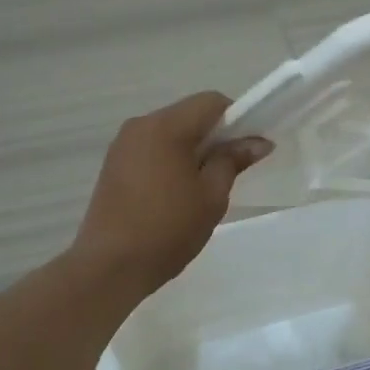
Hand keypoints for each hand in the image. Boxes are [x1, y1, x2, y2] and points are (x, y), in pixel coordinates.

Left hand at [74, 92, 272, 295]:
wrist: (110, 266)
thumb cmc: (168, 229)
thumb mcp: (211, 196)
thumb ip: (233, 161)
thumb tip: (258, 142)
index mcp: (165, 126)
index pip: (211, 102)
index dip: (237, 120)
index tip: (247, 150)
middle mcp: (139, 125)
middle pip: (188, 116)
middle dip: (213, 137)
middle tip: (228, 173)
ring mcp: (121, 146)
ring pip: (168, 134)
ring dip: (191, 151)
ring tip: (199, 190)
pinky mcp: (112, 166)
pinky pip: (150, 151)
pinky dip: (169, 162)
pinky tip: (173, 196)